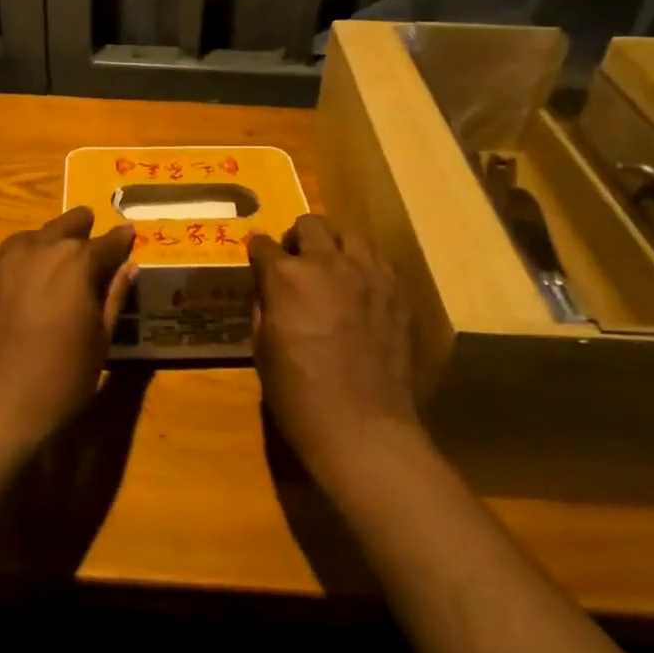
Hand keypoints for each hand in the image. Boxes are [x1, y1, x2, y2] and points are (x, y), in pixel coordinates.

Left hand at [0, 206, 135, 447]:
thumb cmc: (62, 377)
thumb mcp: (101, 339)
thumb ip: (114, 297)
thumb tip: (128, 267)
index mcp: (76, 262)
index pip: (105, 242)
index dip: (119, 239)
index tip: (127, 233)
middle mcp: (37, 251)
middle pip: (62, 227)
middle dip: (78, 225)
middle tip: (85, 224)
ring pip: (25, 241)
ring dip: (41, 243)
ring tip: (47, 255)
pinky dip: (11, 271)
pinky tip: (13, 290)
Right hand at [248, 215, 420, 483]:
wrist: (363, 427)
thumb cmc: (299, 396)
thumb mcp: (262, 352)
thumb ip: (264, 309)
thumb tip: (268, 291)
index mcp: (285, 277)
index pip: (263, 245)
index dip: (257, 251)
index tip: (258, 260)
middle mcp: (326, 263)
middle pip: (309, 225)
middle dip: (296, 238)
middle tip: (295, 262)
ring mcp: (367, 273)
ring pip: (348, 234)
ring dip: (332, 245)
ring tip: (330, 268)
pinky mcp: (396, 291)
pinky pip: (377, 260)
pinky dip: (363, 265)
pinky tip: (359, 289)